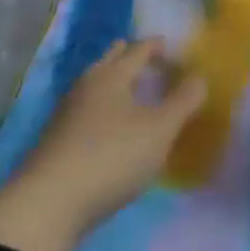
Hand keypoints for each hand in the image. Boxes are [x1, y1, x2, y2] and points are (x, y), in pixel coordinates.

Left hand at [0, 38, 206, 250]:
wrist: (48, 206)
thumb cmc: (113, 156)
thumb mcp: (161, 129)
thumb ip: (184, 101)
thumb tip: (200, 75)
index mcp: (112, 77)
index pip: (138, 51)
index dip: (156, 46)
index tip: (171, 44)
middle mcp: (86, 88)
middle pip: (108, 63)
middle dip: (127, 56)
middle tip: (147, 56)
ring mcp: (67, 116)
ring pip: (94, 86)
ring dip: (114, 81)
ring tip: (132, 87)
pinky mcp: (58, 142)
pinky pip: (87, 110)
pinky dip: (104, 106)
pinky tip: (112, 122)